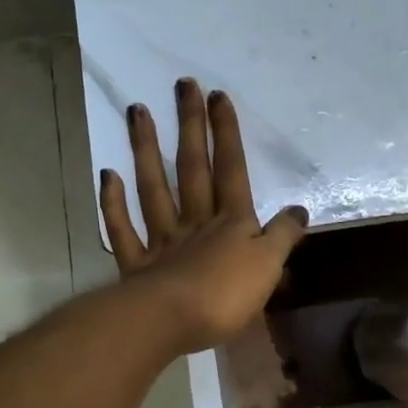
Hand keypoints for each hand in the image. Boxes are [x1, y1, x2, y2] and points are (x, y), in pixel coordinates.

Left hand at [100, 78, 307, 355]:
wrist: (170, 322)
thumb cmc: (226, 295)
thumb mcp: (269, 265)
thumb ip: (283, 236)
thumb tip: (299, 209)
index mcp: (232, 223)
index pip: (231, 170)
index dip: (227, 134)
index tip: (218, 96)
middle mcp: (196, 223)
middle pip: (193, 168)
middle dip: (191, 127)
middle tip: (183, 86)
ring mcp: (162, 241)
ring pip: (154, 188)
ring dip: (146, 150)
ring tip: (138, 111)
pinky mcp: (137, 266)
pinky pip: (123, 229)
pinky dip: (114, 203)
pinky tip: (108, 175)